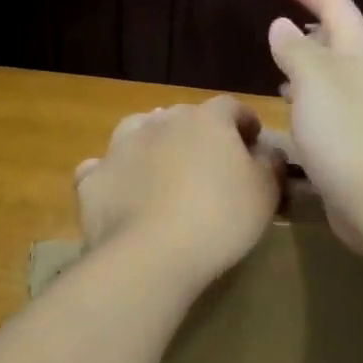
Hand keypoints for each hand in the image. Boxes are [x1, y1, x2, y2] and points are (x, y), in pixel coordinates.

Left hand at [74, 96, 285, 285]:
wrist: (151, 255)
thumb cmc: (220, 218)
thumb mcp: (265, 192)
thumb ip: (270, 164)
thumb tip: (267, 151)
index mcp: (206, 120)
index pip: (231, 107)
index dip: (244, 121)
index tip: (253, 140)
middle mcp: (160, 122)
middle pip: (183, 116)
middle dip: (198, 133)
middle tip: (210, 162)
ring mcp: (120, 148)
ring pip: (138, 131)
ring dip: (153, 143)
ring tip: (163, 168)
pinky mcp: (93, 179)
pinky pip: (104, 168)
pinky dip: (115, 174)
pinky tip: (122, 191)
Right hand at [267, 0, 362, 249]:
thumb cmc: (344, 134)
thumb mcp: (313, 82)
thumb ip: (295, 51)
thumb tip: (282, 26)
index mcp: (360, 53)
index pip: (335, 5)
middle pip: (341, 37)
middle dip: (311, 24)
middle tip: (280, 21)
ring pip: (336, 73)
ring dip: (310, 62)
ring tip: (281, 64)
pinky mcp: (361, 140)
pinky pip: (333, 105)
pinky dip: (311, 97)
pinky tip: (297, 111)